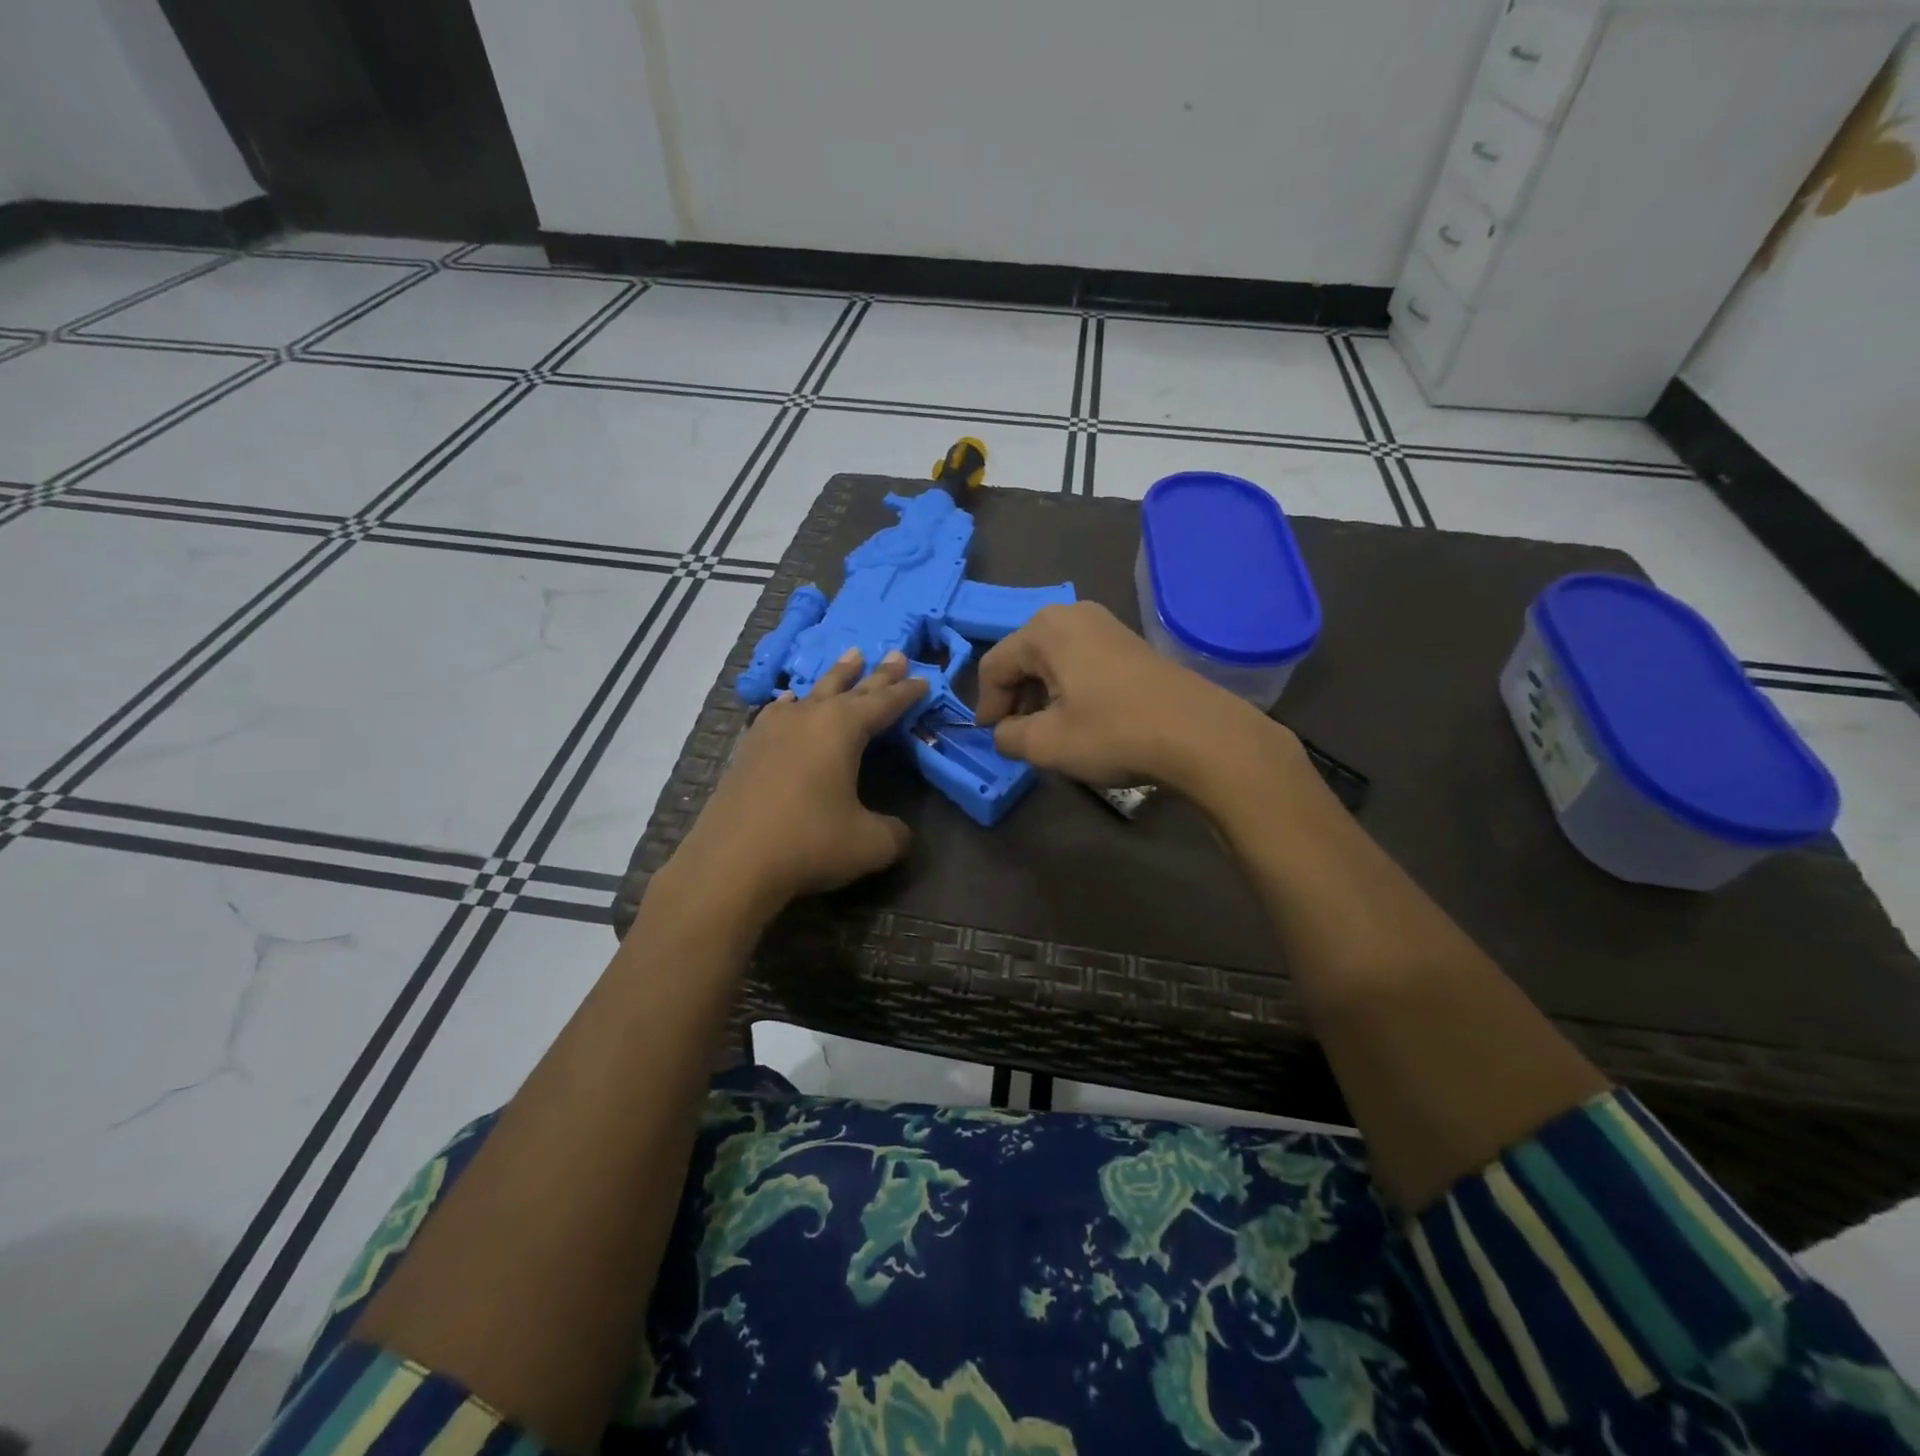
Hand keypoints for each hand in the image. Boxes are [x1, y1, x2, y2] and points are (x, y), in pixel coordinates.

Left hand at [674, 648, 927, 907]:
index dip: (906, 693)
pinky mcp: (749, 749)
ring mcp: (773, 730)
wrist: (731, 863)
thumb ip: (895, 833)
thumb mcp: (870, 844)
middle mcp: (808, 718)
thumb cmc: (809, 843)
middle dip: (876, 674)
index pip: (883, 703)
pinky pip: (778, 712)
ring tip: (851, 656)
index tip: (924, 679)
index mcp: (842, 729)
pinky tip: (790, 700)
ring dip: (836, 677)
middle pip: (850, 688)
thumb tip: (901, 832)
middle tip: (895, 653)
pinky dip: (792, 703)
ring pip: (813, 693)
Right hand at [975, 601, 1289, 795]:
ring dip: (1041, 694)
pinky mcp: (1129, 643)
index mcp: (1044, 630)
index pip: (994, 666)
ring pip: (1052, 659)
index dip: (986, 705)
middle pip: (1022, 657)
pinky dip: (1068, 687)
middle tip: (1017, 735)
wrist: (1199, 735)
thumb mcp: (1047, 744)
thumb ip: (1008, 737)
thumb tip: (1004, 732)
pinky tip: (1081, 717)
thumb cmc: (1114, 733)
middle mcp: (1072, 614)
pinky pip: (1080, 660)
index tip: (991, 738)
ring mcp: (1105, 624)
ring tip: (1048, 730)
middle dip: (1014, 698)